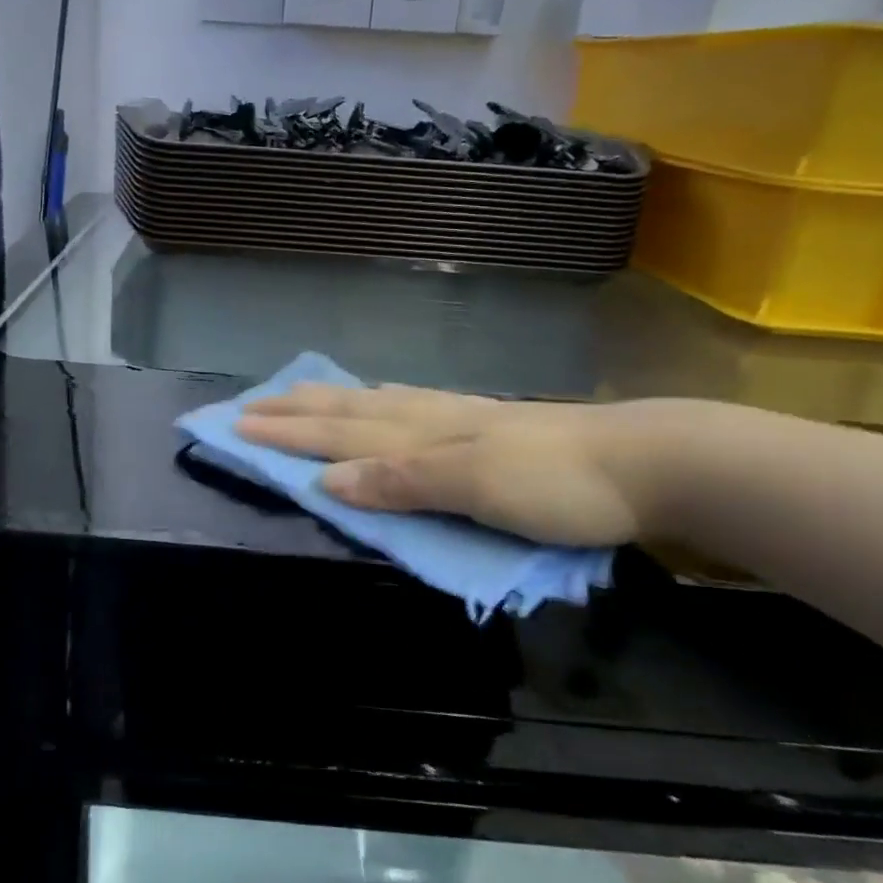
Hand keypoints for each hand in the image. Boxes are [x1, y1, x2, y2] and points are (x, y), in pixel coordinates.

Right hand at [236, 383, 662, 547]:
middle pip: (348, 412)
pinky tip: (382, 400)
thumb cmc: (558, 483)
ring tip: (299, 395)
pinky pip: (409, 406)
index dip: (287, 433)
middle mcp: (430, 418)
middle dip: (295, 411)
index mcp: (422, 434)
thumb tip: (326, 480)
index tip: (237, 427)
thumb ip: (401, 480)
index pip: (338, 433)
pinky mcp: (484, 424)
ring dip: (329, 402)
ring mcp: (458, 417)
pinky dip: (377, 403)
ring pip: (375, 404)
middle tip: (249, 406)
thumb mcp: (476, 487)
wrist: (645, 461)